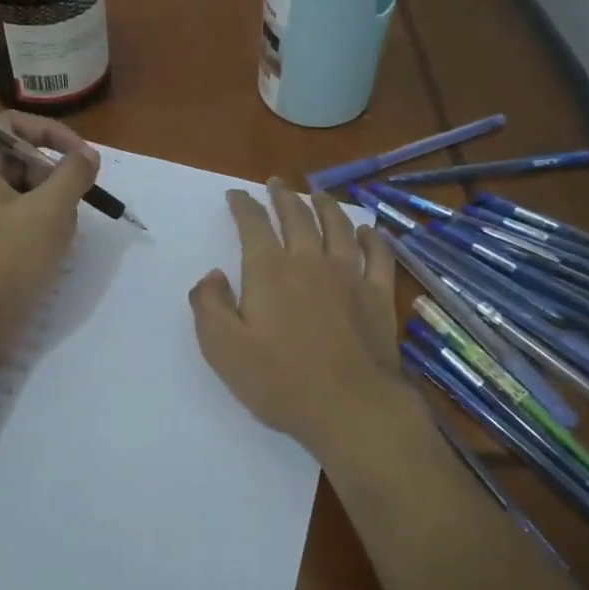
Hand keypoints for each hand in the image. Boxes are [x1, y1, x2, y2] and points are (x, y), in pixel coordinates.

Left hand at [0, 111, 99, 355]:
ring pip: (23, 194)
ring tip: (58, 239)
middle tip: (74, 208)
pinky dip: (38, 230)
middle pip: (20, 159)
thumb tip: (87, 155)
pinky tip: (48, 255)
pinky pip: (16, 221)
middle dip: (54, 179)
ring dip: (51, 209)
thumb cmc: (4, 264)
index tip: (83, 158)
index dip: (52, 132)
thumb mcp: (48, 213)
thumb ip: (72, 176)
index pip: (12, 123)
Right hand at [189, 177, 413, 461]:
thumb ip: (210, 306)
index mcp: (270, 271)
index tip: (236, 195)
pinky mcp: (377, 295)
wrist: (350, 406)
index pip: (253, 225)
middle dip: (283, 196)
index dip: (243, 205)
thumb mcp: (223, 349)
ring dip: (326, 206)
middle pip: (297, 217)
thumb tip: (212, 276)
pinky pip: (378, 255)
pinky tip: (367, 231)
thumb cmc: (280, 381)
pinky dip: (371, 238)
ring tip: (318, 195)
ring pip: (338, 227)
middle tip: (276, 183)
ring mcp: (349, 276)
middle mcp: (310, 261)